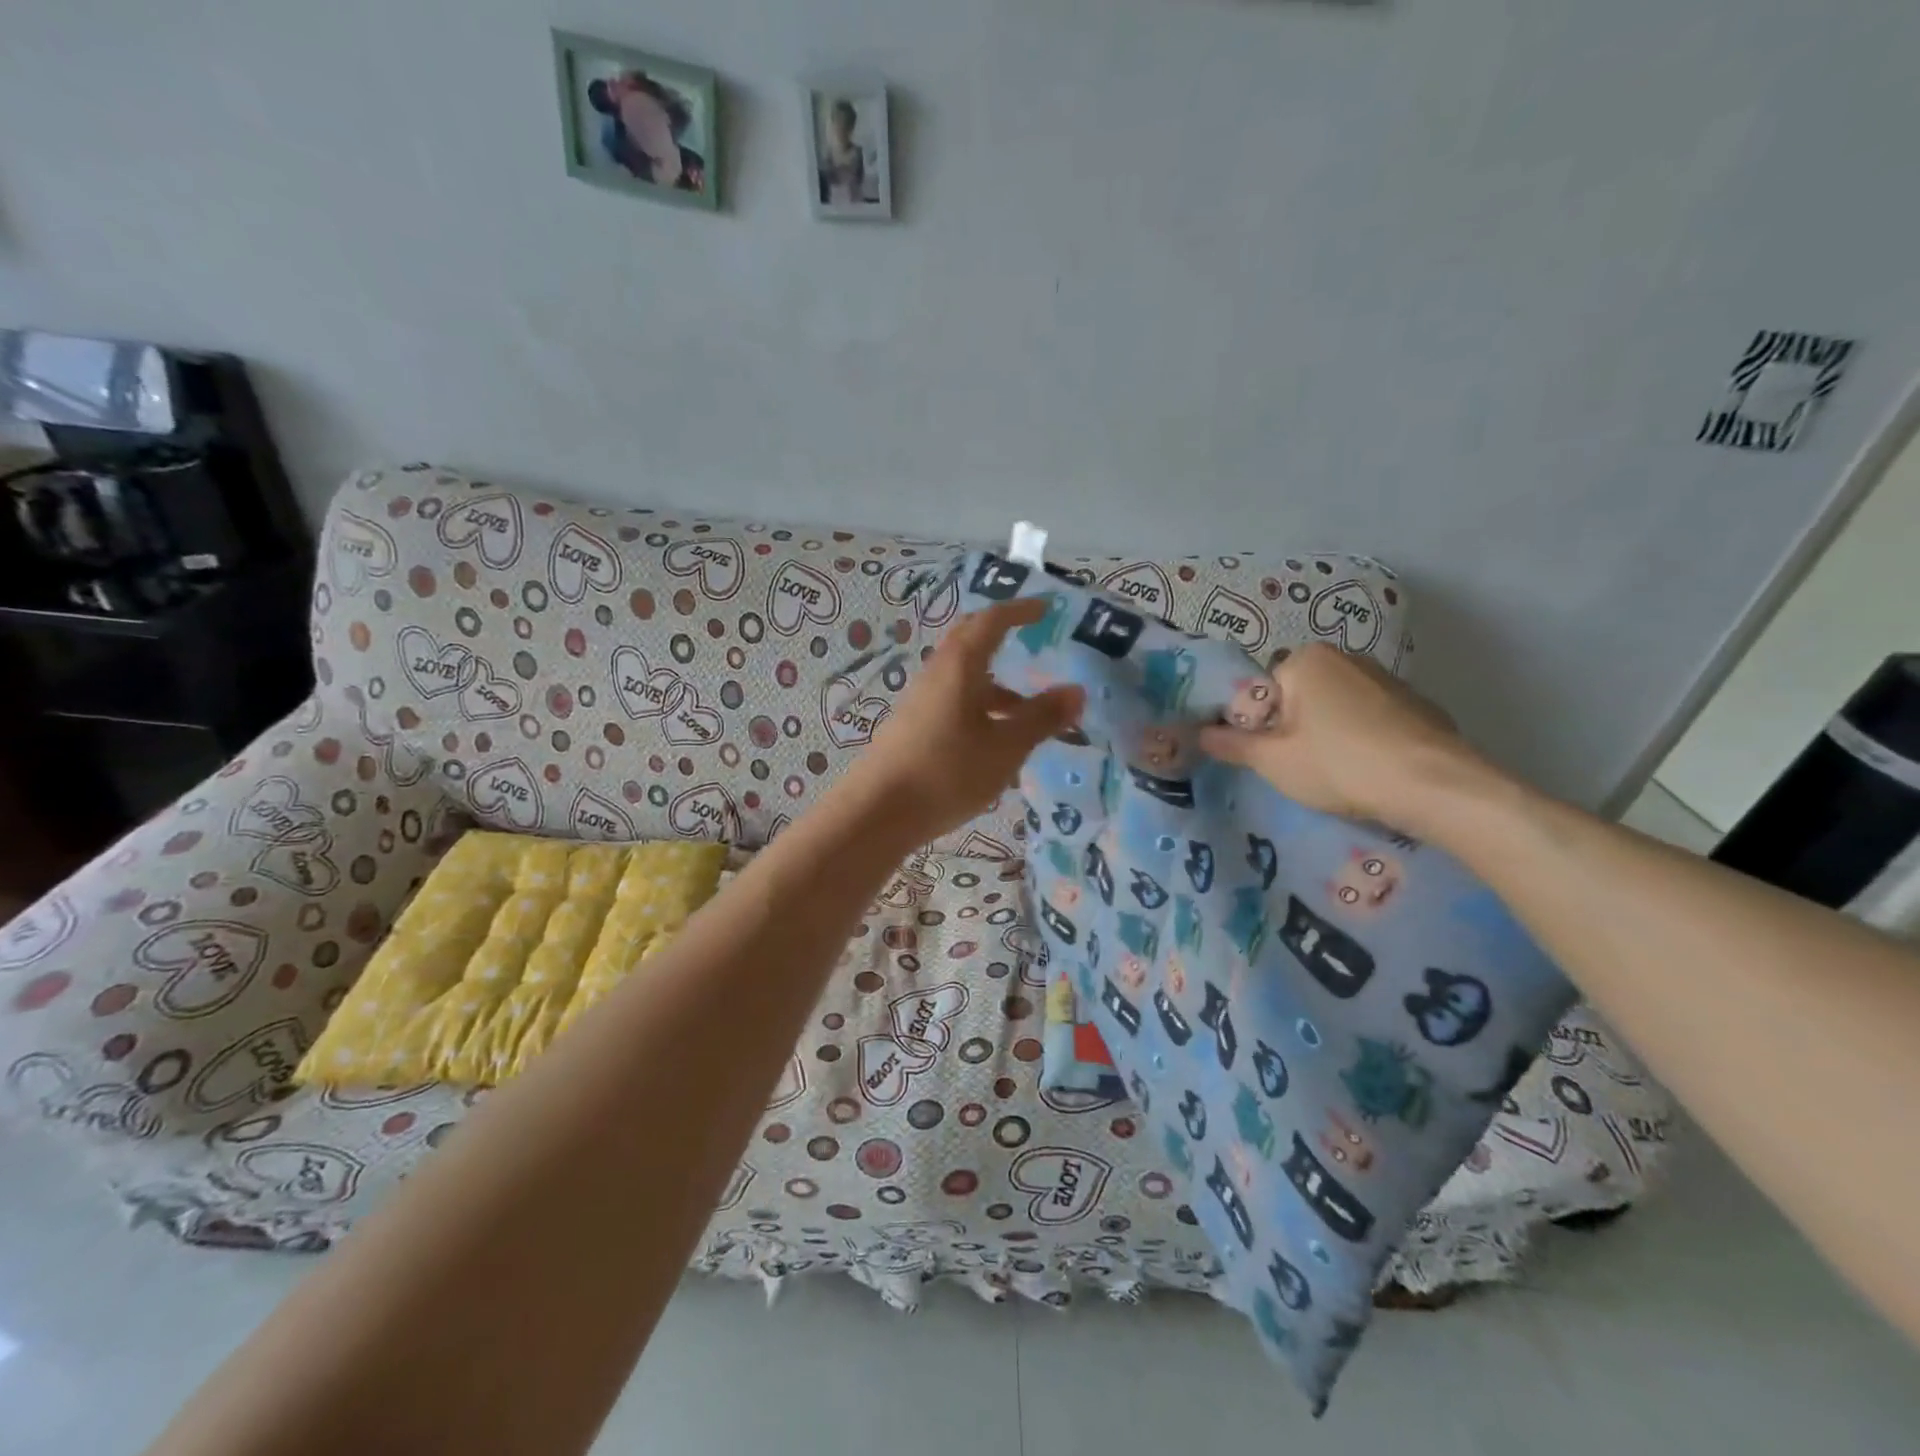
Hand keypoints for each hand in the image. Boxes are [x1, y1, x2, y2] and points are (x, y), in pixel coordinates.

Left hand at [845, 598, 1084, 841]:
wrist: (877, 812)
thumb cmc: (947, 772)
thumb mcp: (1005, 748)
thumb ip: (1041, 718)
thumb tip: (1076, 690)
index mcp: (959, 667)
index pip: (991, 622)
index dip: (1019, 610)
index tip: (1045, 608)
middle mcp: (937, 675)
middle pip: (970, 643)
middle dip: (1002, 638)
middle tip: (1033, 642)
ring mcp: (921, 702)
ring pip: (964, 679)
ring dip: (997, 686)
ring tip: (1029, 714)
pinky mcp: (913, 728)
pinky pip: (954, 704)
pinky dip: (980, 710)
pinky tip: (996, 744)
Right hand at [1198, 644, 1480, 829]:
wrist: (1434, 785)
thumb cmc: (1339, 764)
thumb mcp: (1272, 760)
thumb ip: (1232, 744)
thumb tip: (1199, 733)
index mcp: (1306, 660)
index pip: (1260, 691)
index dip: (1255, 727)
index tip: (1265, 758)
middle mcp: (1346, 657)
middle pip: (1297, 697)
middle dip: (1291, 729)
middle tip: (1297, 768)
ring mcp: (1385, 678)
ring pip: (1333, 709)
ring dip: (1325, 735)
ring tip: (1335, 774)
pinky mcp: (1415, 704)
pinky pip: (1369, 719)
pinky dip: (1361, 739)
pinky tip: (1368, 770)